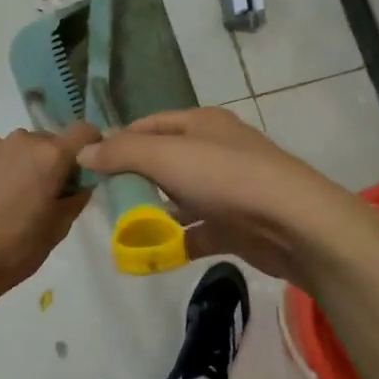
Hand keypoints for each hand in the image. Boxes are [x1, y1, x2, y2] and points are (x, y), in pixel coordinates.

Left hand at [0, 122, 99, 302]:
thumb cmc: (10, 253)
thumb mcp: (54, 233)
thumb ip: (73, 201)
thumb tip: (80, 184)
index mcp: (49, 157)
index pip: (83, 133)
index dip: (86, 147)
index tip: (77, 169)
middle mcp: (18, 140)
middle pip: (41, 142)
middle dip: (42, 163)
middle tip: (30, 196)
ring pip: (7, 148)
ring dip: (8, 165)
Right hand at [77, 107, 373, 286]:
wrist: (293, 223)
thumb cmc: (226, 178)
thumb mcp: (165, 157)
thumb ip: (122, 153)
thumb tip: (84, 152)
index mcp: (201, 124)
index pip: (150, 125)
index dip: (119, 141)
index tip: (90, 166)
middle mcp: (215, 150)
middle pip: (165, 160)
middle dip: (135, 179)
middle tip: (104, 201)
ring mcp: (229, 188)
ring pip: (182, 197)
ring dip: (156, 212)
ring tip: (125, 229)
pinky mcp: (238, 224)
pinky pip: (199, 230)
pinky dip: (178, 241)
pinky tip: (156, 254)